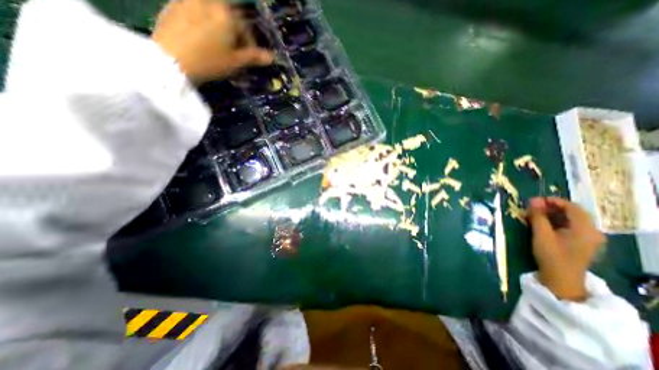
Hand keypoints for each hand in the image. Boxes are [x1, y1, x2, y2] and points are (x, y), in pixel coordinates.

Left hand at [151, 0, 273, 83]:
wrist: (170, 60)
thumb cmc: (209, 61)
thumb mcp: (235, 61)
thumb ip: (254, 57)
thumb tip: (272, 57)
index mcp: (226, 14)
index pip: (245, 27)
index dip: (250, 43)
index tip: (249, 57)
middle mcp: (208, 1)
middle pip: (228, 17)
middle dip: (234, 34)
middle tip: (233, 51)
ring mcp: (188, 0)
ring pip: (211, 13)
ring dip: (218, 27)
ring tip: (217, 45)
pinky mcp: (172, 5)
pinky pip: (195, 11)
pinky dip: (202, 23)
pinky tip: (200, 39)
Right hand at [528, 197, 604, 300]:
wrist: (561, 279)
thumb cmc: (551, 255)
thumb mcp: (541, 234)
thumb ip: (537, 216)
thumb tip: (532, 200)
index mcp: (585, 228)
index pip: (572, 207)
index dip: (553, 201)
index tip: (534, 200)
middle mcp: (591, 231)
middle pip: (572, 212)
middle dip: (550, 207)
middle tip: (531, 207)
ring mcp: (588, 237)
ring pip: (569, 219)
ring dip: (551, 214)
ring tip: (532, 214)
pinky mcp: (581, 242)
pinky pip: (569, 226)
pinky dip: (555, 222)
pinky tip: (541, 223)